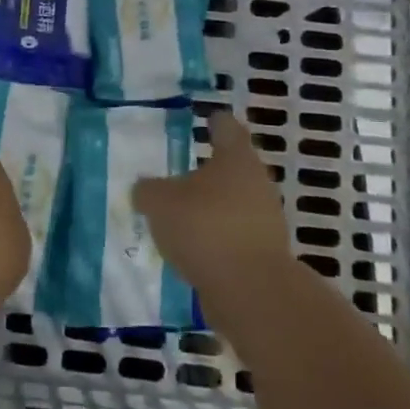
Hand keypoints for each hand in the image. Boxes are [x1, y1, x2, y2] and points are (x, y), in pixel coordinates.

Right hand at [135, 111, 296, 304]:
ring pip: (234, 203)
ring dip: (211, 206)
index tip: (208, 118)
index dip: (215, 122)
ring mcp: (264, 220)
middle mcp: (257, 183)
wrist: (250, 290)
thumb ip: (148, 190)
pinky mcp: (263, 253)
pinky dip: (215, 236)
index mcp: (236, 159)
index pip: (227, 129)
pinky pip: (233, 235)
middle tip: (181, 171)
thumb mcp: (159, 203)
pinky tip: (192, 246)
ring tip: (180, 214)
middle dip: (209, 170)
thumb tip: (144, 188)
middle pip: (233, 168)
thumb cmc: (205, 228)